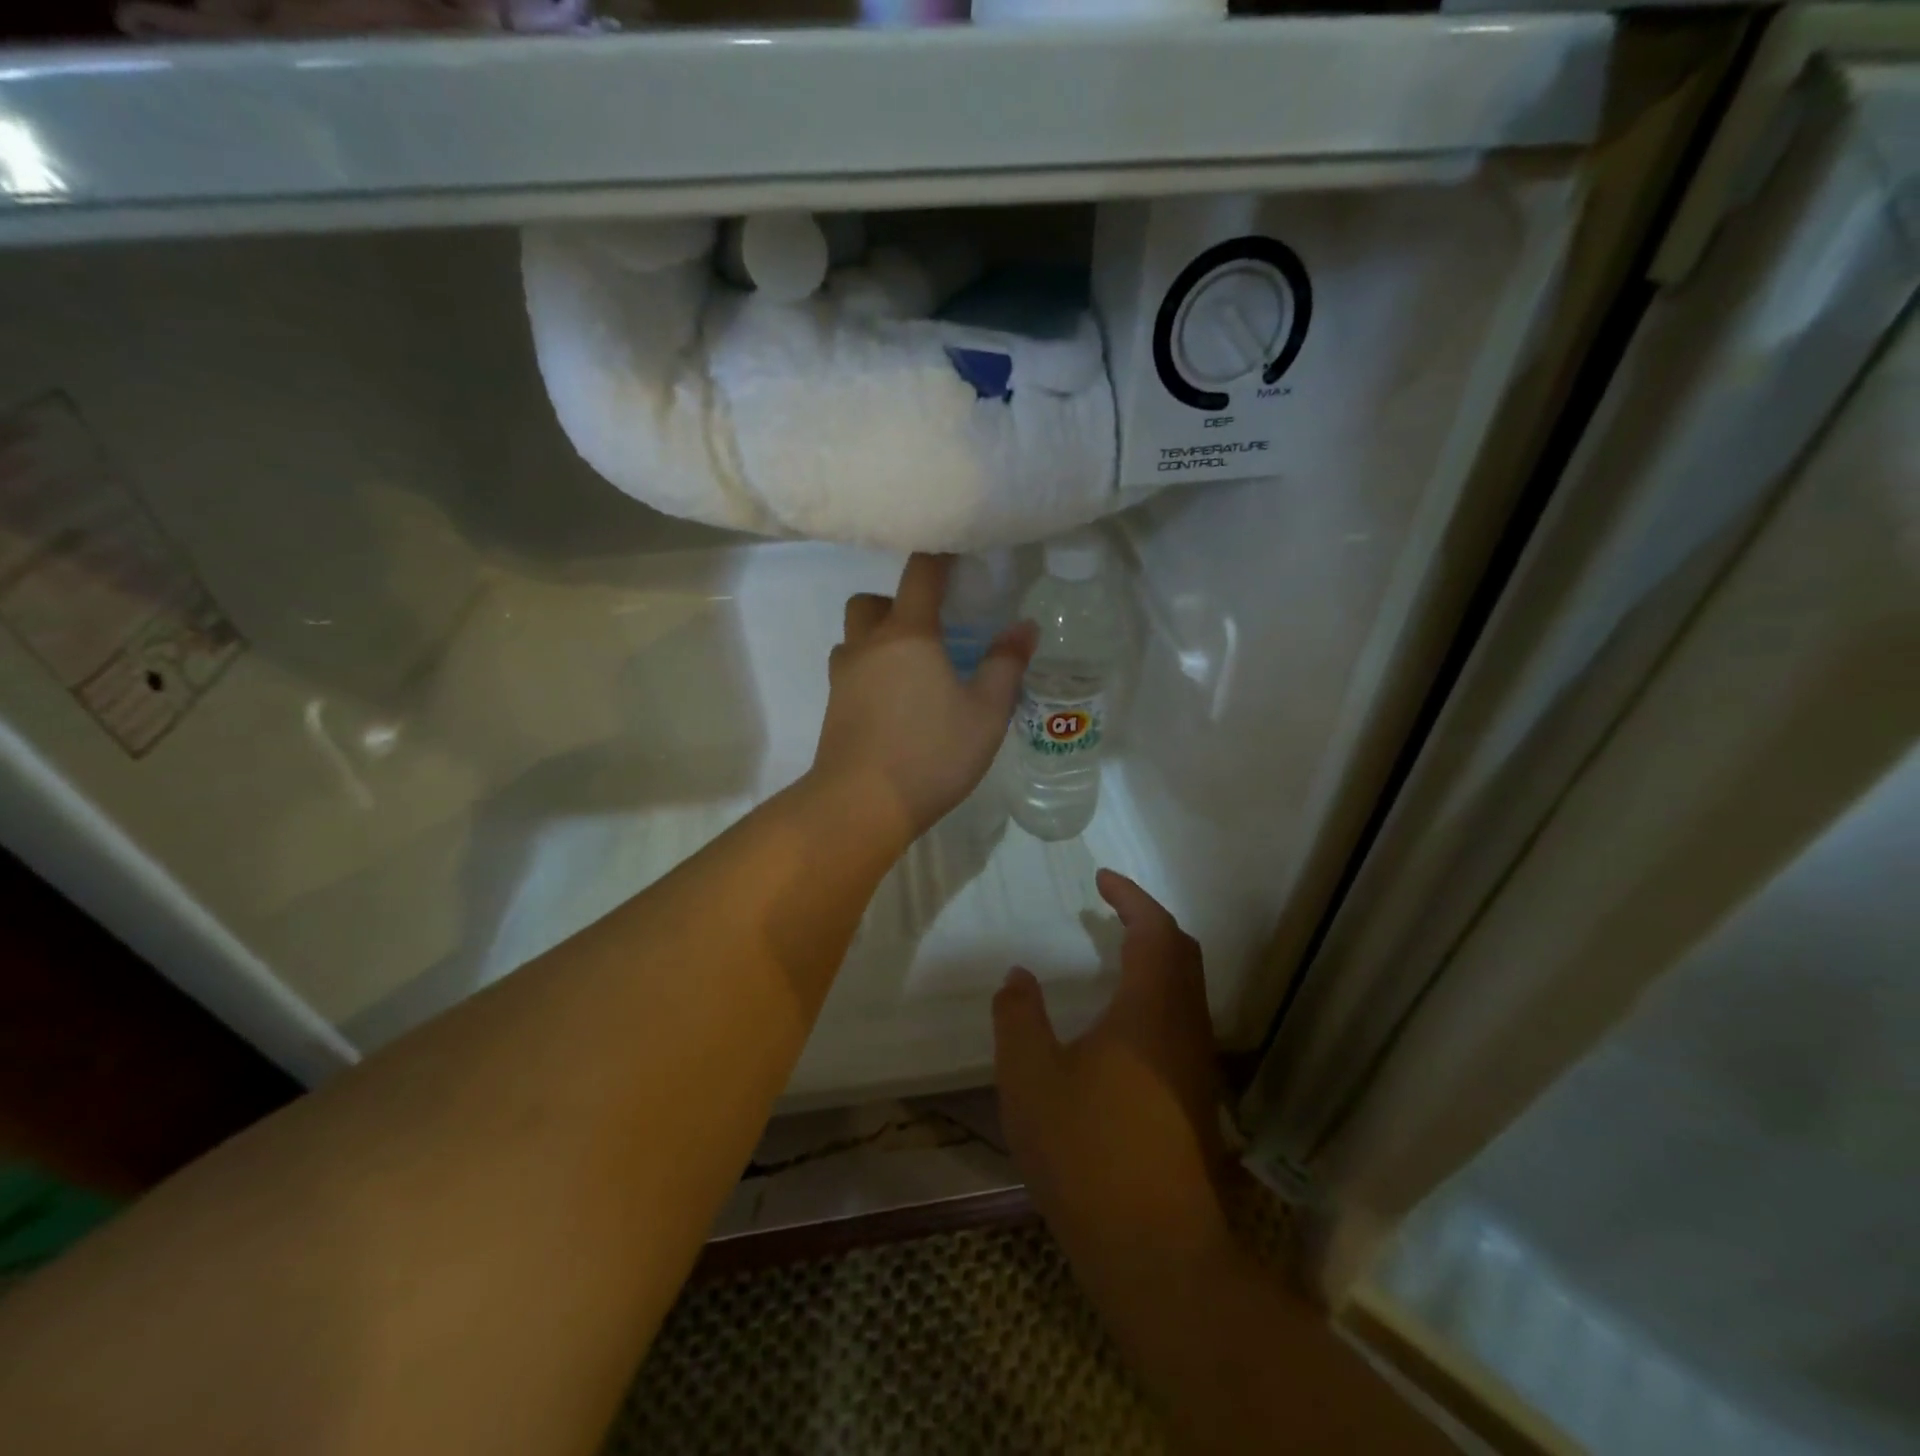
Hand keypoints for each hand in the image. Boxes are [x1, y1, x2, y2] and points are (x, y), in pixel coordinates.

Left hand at [811, 554, 1036, 841]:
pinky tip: (893, 701)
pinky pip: (849, 671)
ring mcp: (844, 676)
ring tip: (910, 667)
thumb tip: (1023, 628)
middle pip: (872, 601)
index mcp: (909, 634)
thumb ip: (1006, 666)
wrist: (861, 804)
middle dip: (897, 602)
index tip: (959, 555)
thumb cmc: (931, 754)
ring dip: (877, 638)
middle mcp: (868, 645)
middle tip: (930, 628)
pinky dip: (868, 671)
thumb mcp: (986, 713)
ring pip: (854, 636)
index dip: (940, 557)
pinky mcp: (833, 707)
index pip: (921, 573)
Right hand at [993, 870, 1227, 1267]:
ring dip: (1157, 958)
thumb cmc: (1088, 1154)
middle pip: (1181, 952)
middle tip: (1110, 909)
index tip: (1101, 879)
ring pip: (1187, 988)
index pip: (1154, 930)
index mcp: (1151, 1010)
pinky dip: (1157, 994)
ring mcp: (1197, 1066)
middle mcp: (1185, 1028)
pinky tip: (1123, 1023)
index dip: (1131, 897)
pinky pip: (1182, 1020)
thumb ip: (1018, 1017)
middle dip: (1148, 921)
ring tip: (1113, 955)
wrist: (1158, 1253)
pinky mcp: (1198, 1099)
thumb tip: (1018, 975)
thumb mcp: (1030, 1079)